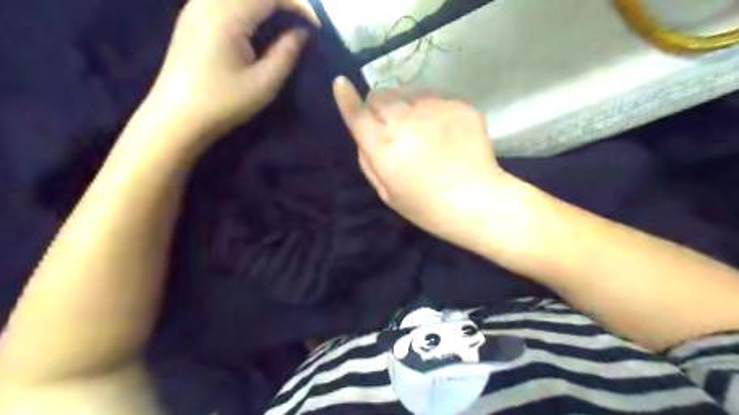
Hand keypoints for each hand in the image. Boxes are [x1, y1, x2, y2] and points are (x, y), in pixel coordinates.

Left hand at [145, 1, 312, 146]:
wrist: (178, 116)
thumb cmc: (224, 102)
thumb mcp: (264, 83)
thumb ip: (286, 52)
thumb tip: (302, 32)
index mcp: (227, 15)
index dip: (298, 5)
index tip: (315, 27)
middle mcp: (208, 1)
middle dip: (283, 0)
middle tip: (302, 22)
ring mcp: (196, 6)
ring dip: (265, 2)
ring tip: (285, 22)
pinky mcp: (192, 16)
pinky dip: (249, 5)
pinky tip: (259, 23)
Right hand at [332, 77, 512, 244]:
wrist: (476, 202)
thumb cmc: (426, 206)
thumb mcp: (386, 193)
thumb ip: (369, 160)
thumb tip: (364, 135)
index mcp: (383, 147)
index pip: (357, 114)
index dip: (346, 99)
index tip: (340, 83)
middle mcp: (404, 121)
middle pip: (381, 94)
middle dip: (379, 105)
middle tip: (391, 124)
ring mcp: (434, 110)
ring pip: (409, 93)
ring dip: (407, 106)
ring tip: (423, 130)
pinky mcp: (458, 105)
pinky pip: (436, 99)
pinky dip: (433, 111)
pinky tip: (446, 133)